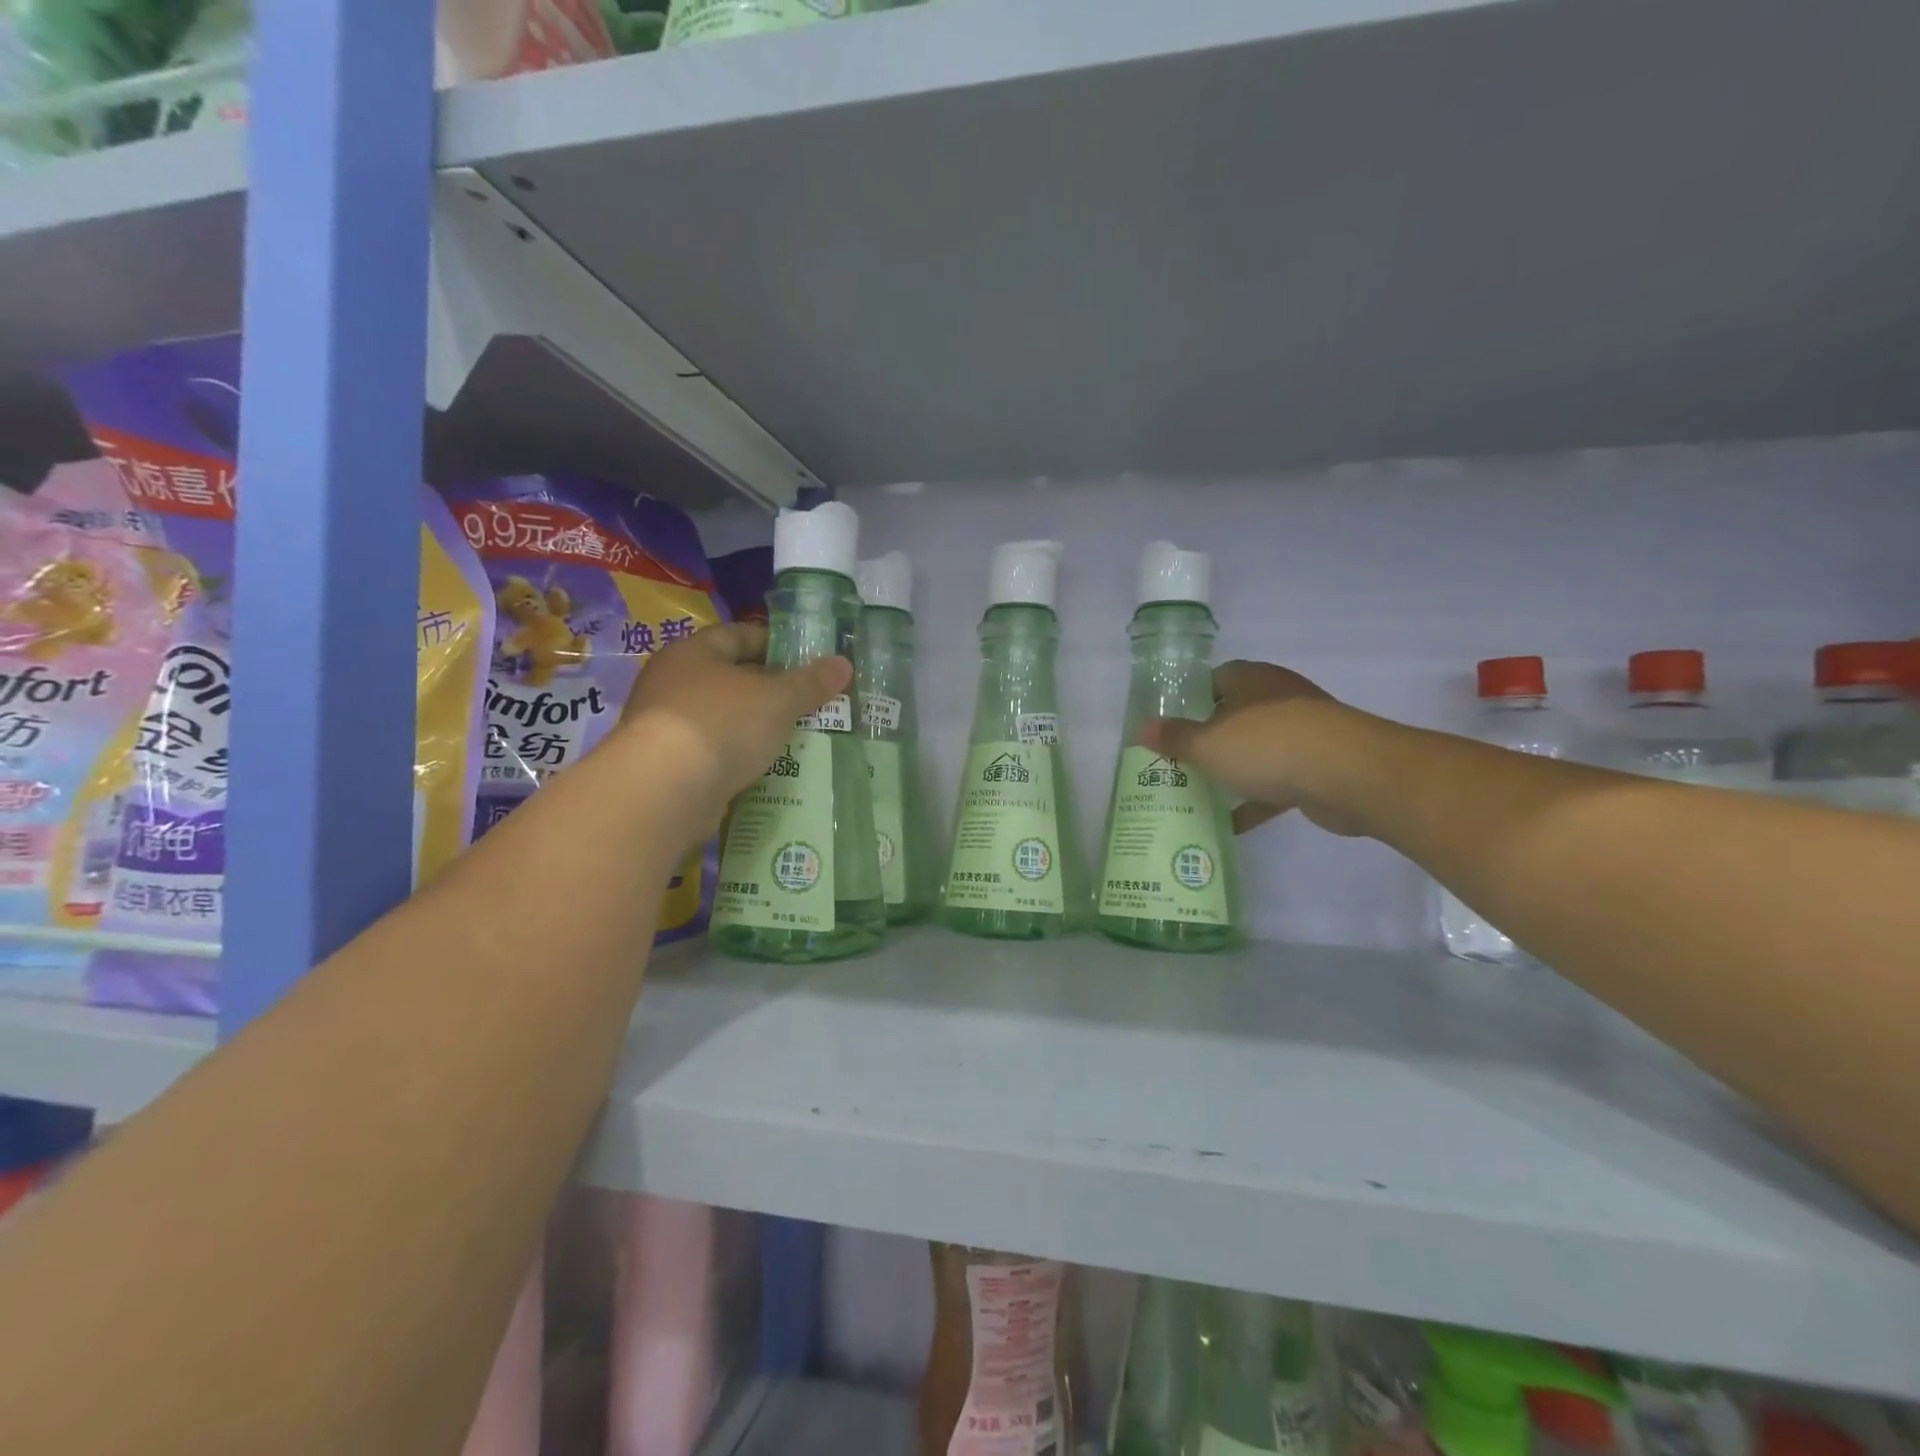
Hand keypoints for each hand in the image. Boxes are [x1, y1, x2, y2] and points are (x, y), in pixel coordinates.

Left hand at [619, 623, 850, 836]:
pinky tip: (765, 767)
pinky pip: (712, 752)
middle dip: (768, 688)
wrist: (664, 791)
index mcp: (693, 653)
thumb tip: (844, 664)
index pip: (737, 635)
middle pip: (728, 677)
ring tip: (794, 735)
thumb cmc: (723, 724)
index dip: (774, 642)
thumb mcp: (778, 700)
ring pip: (721, 717)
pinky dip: (737, 756)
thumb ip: (810, 683)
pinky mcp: (666, 766)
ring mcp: (664, 725)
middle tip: (807, 700)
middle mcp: (671, 682)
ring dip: (753, 725)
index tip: (806, 658)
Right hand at [1141, 660, 1364, 836]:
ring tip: (1200, 792)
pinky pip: (1278, 782)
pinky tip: (1232, 823)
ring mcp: (1303, 733)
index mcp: (1252, 680)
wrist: (1349, 775)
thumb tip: (1142, 730)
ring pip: (1258, 749)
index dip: (1192, 698)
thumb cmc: (1268, 745)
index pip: (1216, 679)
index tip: (1171, 725)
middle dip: (1209, 738)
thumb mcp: (1208, 744)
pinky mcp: (1319, 767)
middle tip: (1179, 762)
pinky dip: (1257, 800)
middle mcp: (1279, 699)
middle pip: (1236, 715)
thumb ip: (1175, 738)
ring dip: (1234, 770)